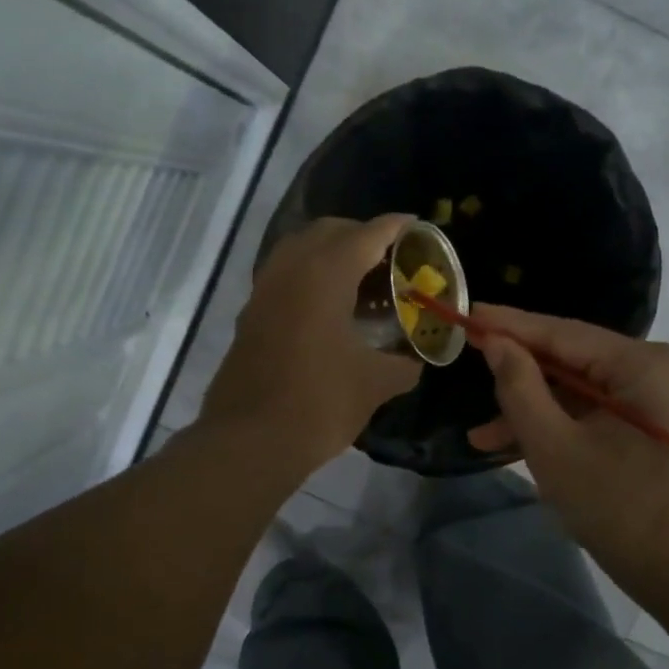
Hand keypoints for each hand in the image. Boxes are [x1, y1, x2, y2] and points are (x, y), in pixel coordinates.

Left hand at [200, 215, 422, 477]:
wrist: (250, 441)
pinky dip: (310, 275)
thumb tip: (416, 360)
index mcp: (324, 275)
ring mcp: (264, 291)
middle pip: (329, 231)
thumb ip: (404, 364)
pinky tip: (329, 307)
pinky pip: (284, 275)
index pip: (366, 235)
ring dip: (331, 252)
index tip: (418, 227)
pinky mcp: (250, 315)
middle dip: (362, 235)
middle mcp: (290, 270)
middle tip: (391, 258)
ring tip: (361, 280)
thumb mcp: (375, 384)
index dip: (396, 227)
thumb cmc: (319, 404)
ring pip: (299, 249)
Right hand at [467, 305, 668, 596]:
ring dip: (536, 412)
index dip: (510, 325)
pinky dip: (564, 427)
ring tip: (482, 436)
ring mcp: (664, 398)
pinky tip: (518, 445)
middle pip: (574, 361)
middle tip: (466, 367)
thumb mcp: (555, 448)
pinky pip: (600, 413)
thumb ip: (520, 388)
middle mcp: (662, 368)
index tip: (465, 313)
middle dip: (519, 377)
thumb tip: (495, 342)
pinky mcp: (659, 425)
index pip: (564, 332)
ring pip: (584, 392)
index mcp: (647, 364)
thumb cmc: (622, 511)